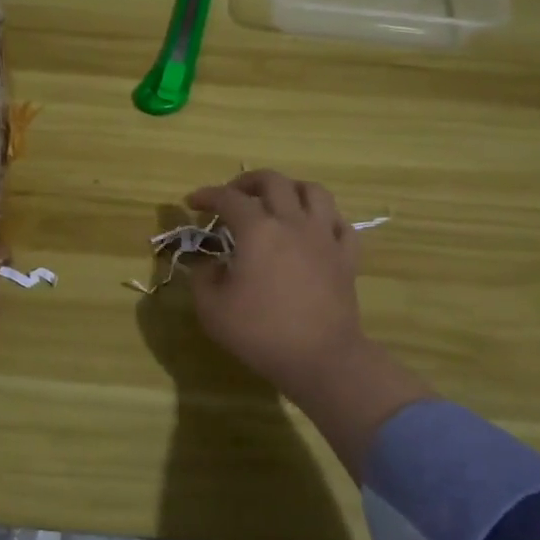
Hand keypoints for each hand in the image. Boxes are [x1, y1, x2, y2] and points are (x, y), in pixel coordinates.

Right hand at [184, 170, 366, 395]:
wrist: (320, 358)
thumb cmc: (260, 332)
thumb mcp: (212, 309)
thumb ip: (203, 278)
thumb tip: (209, 265)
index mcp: (257, 230)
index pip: (228, 198)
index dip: (207, 195)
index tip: (192, 202)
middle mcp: (292, 222)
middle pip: (273, 181)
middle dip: (247, 182)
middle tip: (232, 195)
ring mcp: (324, 237)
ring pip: (313, 191)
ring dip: (290, 189)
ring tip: (277, 202)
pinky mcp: (346, 256)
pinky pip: (339, 223)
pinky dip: (324, 218)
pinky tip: (313, 228)